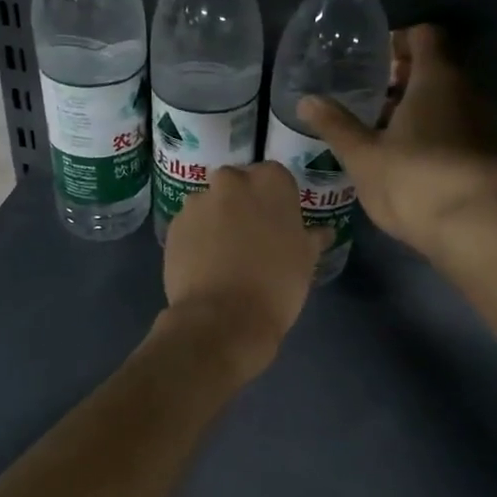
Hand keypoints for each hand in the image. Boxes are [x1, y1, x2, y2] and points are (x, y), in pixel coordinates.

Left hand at [161, 162, 329, 379]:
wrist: (222, 318)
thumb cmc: (276, 284)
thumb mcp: (306, 260)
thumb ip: (312, 237)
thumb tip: (323, 231)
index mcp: (269, 181)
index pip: (276, 177)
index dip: (277, 201)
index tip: (279, 225)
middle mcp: (230, 181)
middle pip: (239, 185)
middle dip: (243, 204)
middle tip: (254, 238)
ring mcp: (197, 202)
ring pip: (212, 205)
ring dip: (218, 221)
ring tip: (226, 256)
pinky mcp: (173, 226)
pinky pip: (191, 226)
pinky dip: (198, 238)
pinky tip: (206, 265)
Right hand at [298, 24, 496, 262]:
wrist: (474, 232)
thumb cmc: (413, 183)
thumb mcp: (363, 156)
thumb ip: (335, 125)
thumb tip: (306, 100)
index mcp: (436, 81)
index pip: (424, 36)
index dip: (398, 41)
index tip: (373, 62)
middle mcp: (466, 92)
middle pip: (436, 68)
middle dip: (403, 78)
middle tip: (370, 98)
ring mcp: (483, 123)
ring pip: (447, 100)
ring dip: (418, 107)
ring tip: (384, 132)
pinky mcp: (490, 153)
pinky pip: (457, 126)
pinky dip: (434, 130)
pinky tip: (411, 159)